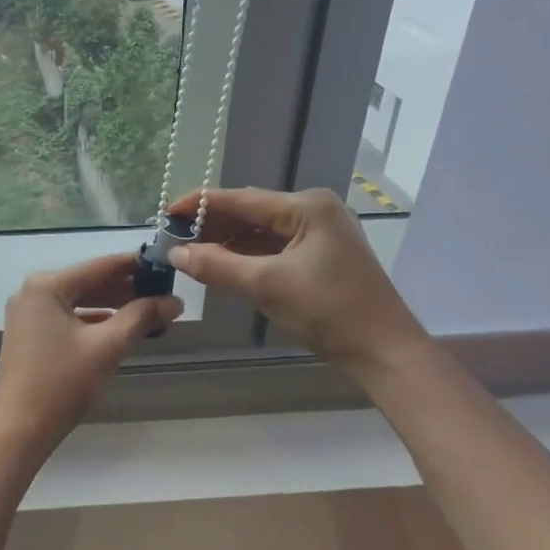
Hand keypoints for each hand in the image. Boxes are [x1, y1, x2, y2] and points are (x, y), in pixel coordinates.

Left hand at [0, 253, 183, 456]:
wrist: (19, 429)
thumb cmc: (62, 382)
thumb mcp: (107, 346)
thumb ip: (141, 317)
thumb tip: (175, 301)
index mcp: (47, 285)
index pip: (100, 265)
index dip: (135, 265)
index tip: (166, 264)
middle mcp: (33, 291)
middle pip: (89, 282)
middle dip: (126, 288)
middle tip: (164, 291)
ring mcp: (28, 313)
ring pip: (79, 300)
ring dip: (112, 305)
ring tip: (150, 310)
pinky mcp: (30, 334)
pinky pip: (68, 317)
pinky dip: (94, 320)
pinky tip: (121, 328)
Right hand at [166, 186, 426, 368]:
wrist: (383, 351)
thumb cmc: (328, 311)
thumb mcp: (266, 286)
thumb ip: (217, 265)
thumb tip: (175, 253)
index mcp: (307, 207)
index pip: (241, 199)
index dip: (200, 205)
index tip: (166, 214)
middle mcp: (314, 211)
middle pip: (251, 212)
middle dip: (212, 225)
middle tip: (174, 238)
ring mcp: (320, 233)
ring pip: (261, 232)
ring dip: (227, 242)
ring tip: (190, 252)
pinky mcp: (321, 256)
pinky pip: (274, 248)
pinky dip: (247, 256)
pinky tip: (221, 264)